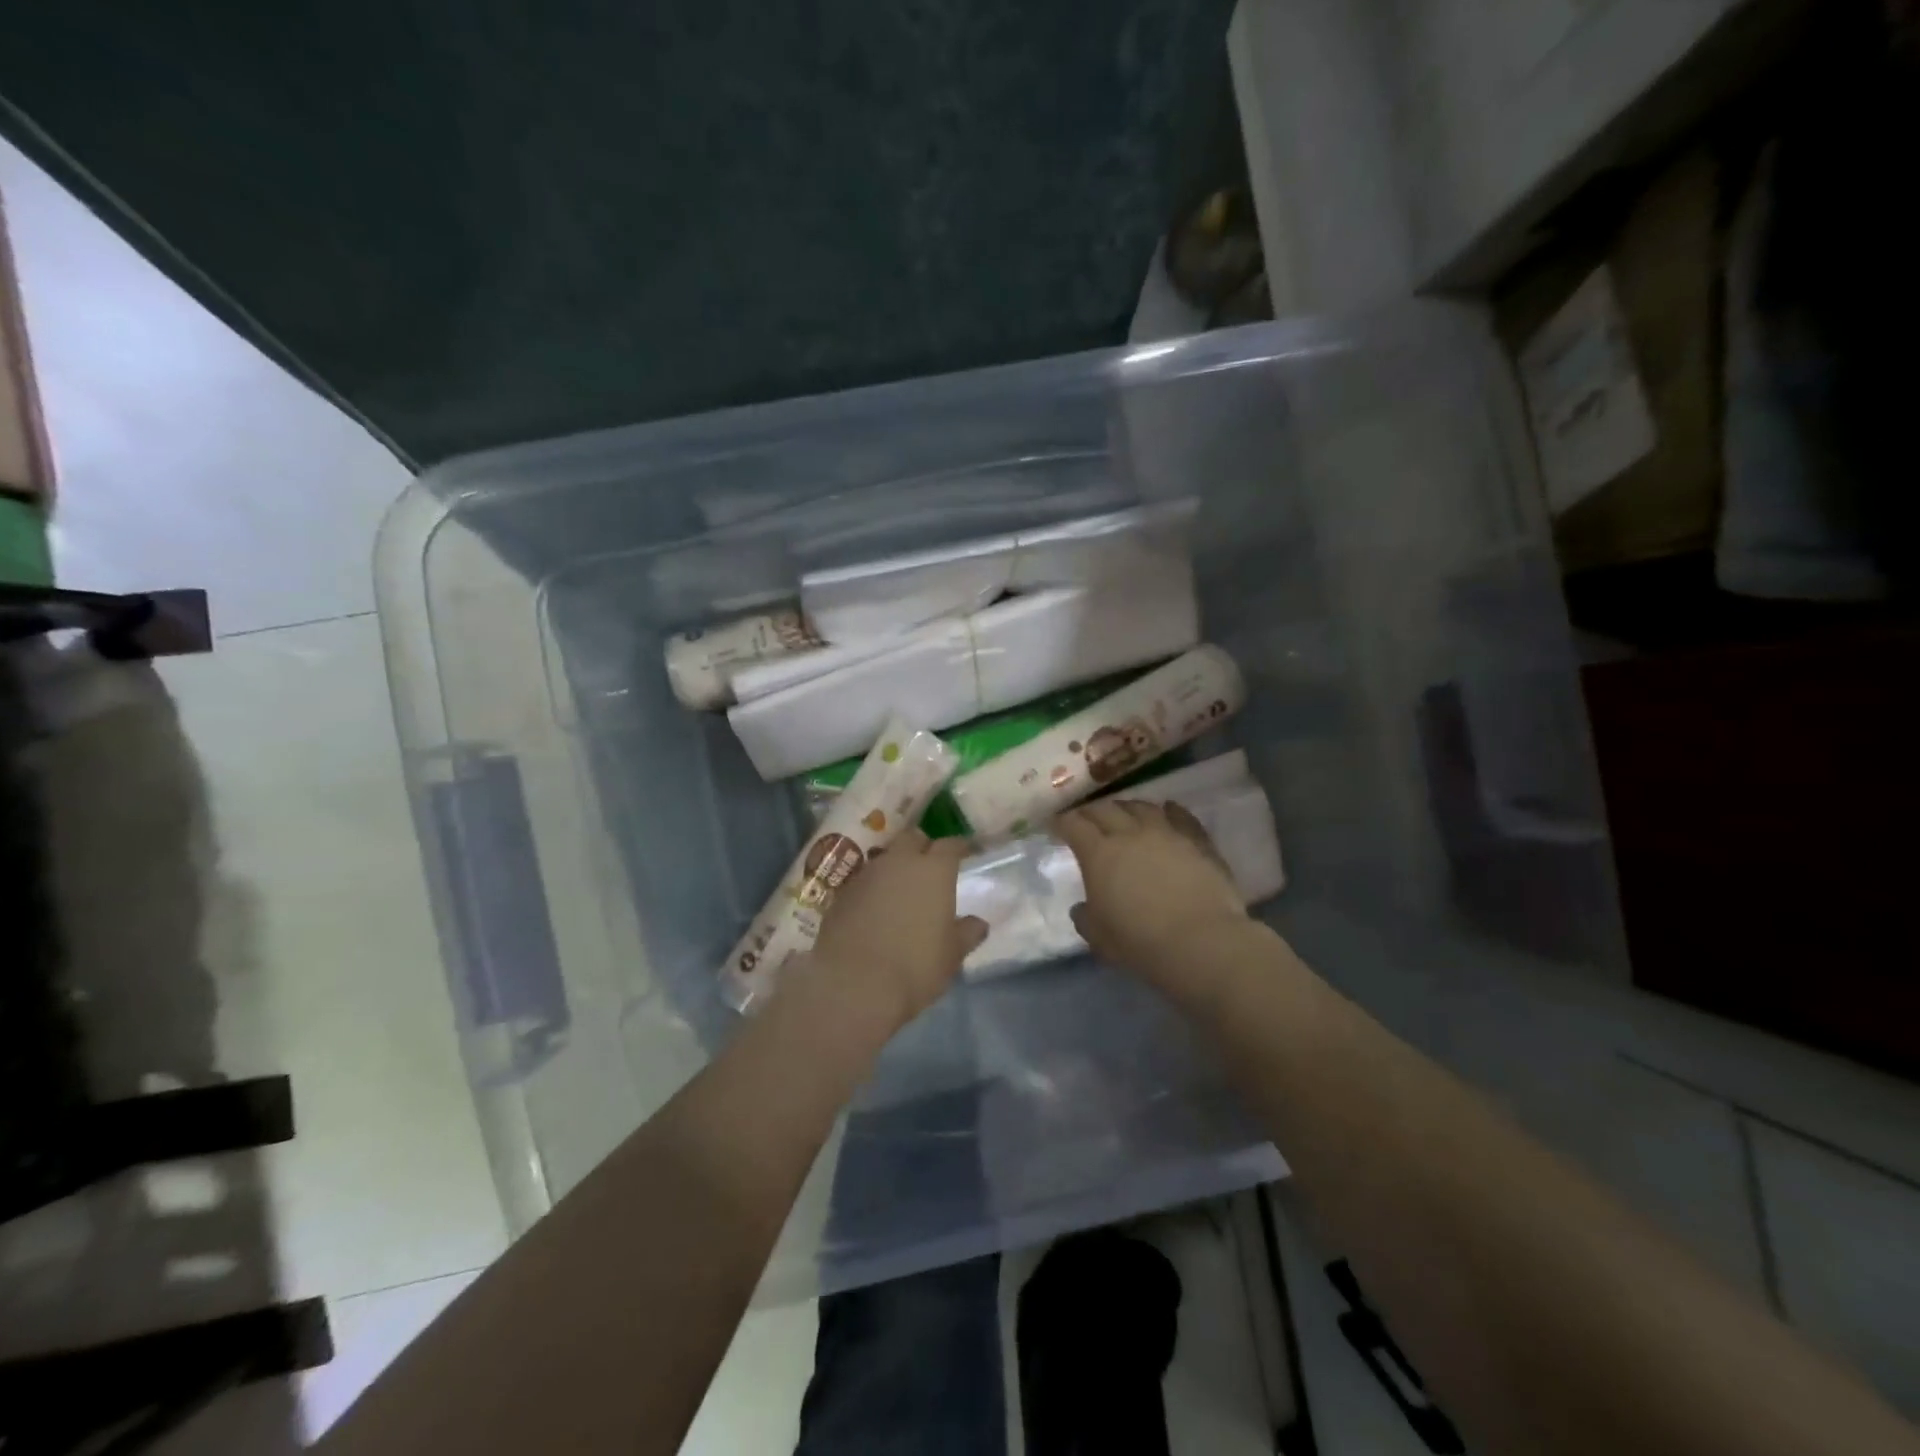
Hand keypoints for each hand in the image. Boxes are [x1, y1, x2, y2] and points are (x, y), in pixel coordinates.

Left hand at [807, 831, 987, 1030]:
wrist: (853, 984)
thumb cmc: (915, 966)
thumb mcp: (952, 955)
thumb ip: (967, 933)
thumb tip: (978, 923)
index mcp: (934, 870)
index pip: (951, 844)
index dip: (960, 847)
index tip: (966, 852)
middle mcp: (900, 862)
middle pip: (913, 838)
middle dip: (923, 846)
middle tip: (930, 865)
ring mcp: (867, 874)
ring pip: (886, 857)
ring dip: (895, 867)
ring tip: (901, 888)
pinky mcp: (842, 893)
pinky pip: (864, 880)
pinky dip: (873, 887)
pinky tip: (875, 908)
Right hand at [1058, 800, 1249, 993]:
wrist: (1202, 943)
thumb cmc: (1141, 943)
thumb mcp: (1099, 937)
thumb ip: (1085, 918)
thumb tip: (1081, 908)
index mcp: (1099, 853)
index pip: (1073, 825)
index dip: (1061, 822)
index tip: (1055, 825)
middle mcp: (1130, 833)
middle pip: (1105, 809)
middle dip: (1091, 812)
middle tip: (1086, 819)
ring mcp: (1167, 833)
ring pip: (1141, 807)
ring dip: (1127, 808)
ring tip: (1123, 814)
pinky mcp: (1197, 841)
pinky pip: (1181, 816)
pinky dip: (1170, 810)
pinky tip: (1167, 809)